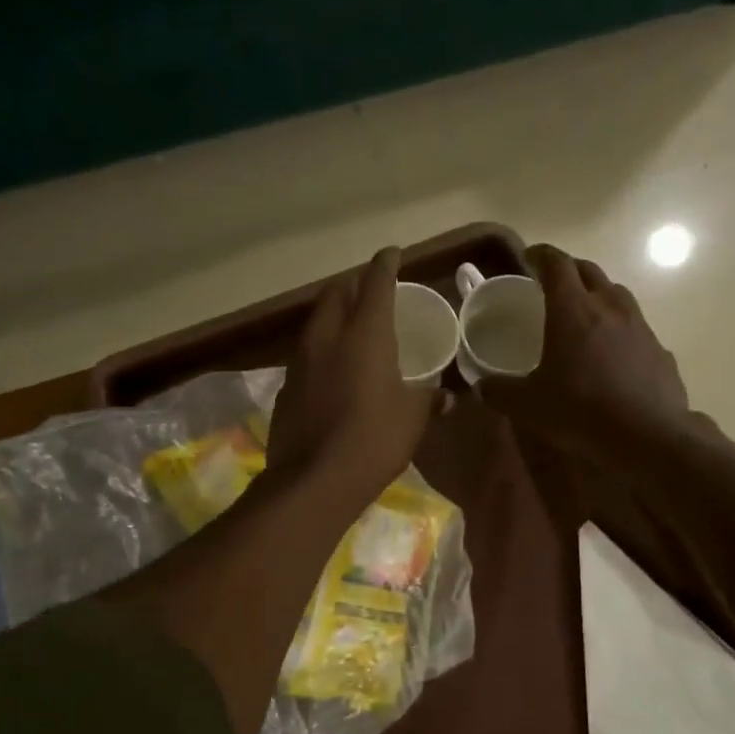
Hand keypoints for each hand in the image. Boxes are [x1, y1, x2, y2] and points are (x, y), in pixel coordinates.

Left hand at [269, 248, 440, 506]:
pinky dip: (321, 349)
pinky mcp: (286, 388)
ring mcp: (301, 361)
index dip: (385, 264)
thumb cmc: (374, 440)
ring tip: (349, 325)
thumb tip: (448, 397)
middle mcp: (328, 337)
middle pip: (337, 294)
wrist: (314, 480)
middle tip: (369, 290)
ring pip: (316, 322)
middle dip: (353, 285)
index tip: (392, 253)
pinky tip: (330, 368)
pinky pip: (305, 354)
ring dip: (333, 315)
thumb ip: (428, 400)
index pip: (376, 284)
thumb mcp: (412, 419)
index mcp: (365, 335)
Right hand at [481, 245, 692, 465]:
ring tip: (583, 313)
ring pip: (616, 293)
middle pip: (588, 270)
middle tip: (551, 284)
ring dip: (597, 294)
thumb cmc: (582, 410)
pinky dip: (619, 327)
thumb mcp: (528, 406)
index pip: (556, 264)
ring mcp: (639, 325)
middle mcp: (609, 306)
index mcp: (573, 310)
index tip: (528, 258)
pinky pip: (635, 325)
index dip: (540, 255)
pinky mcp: (659, 348)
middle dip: (568, 270)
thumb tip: (482, 387)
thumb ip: (500, 391)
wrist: (648, 435)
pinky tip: (612, 353)